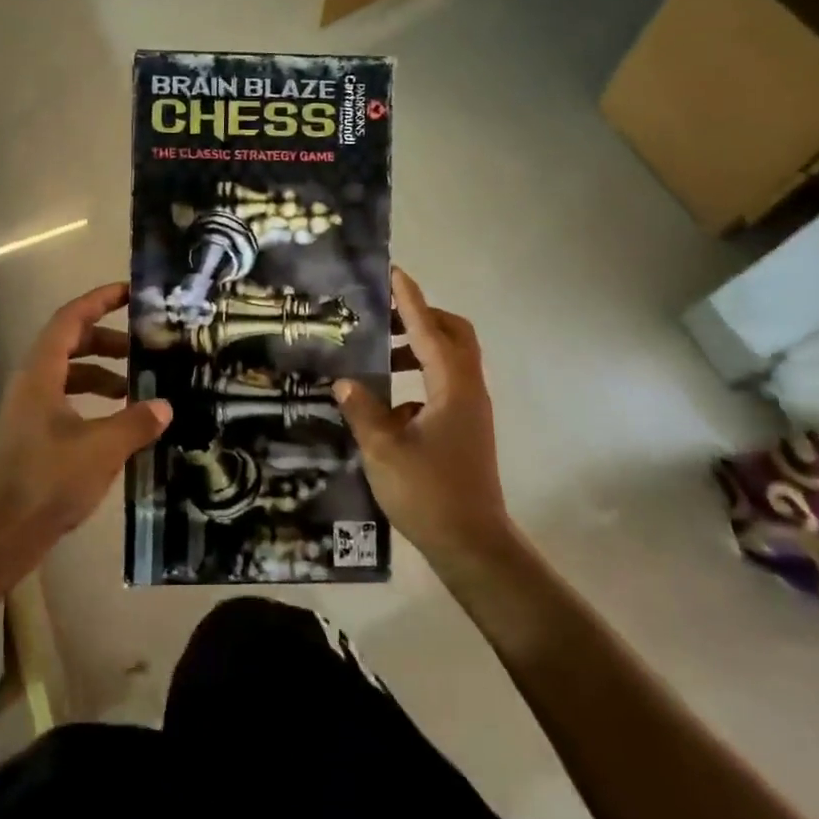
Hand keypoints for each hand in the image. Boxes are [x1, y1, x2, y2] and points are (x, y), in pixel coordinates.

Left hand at [0, 283, 171, 559]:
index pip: (70, 319)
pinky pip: (67, 403)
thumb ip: (136, 422)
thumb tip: (165, 405)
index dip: (100, 301)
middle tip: (144, 348)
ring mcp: (30, 412)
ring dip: (102, 374)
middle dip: (108, 341)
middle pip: (70, 344)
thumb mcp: (101, 448)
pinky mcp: (33, 438)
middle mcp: (32, 384)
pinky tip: (118, 425)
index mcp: (41, 373)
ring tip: (137, 388)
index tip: (130, 293)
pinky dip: (94, 403)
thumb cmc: (46, 481)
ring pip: (69, 376)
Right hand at [332, 268, 514, 566]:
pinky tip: (387, 403)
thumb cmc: (429, 493)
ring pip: (450, 360)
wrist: (473, 545)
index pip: (428, 329)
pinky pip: (445, 384)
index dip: (409, 300)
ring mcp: (471, 409)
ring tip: (380, 356)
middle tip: (386, 316)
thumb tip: (345, 381)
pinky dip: (420, 378)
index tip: (393, 272)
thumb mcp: (383, 449)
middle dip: (422, 317)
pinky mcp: (466, 427)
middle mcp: (468, 389)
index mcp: (452, 386)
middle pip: (454, 334)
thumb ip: (363, 409)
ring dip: (419, 348)